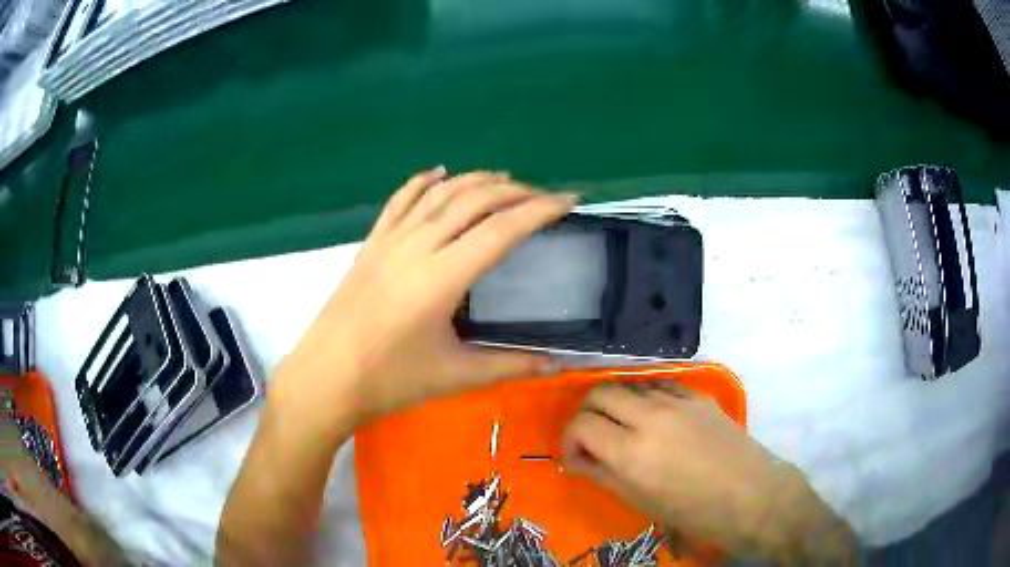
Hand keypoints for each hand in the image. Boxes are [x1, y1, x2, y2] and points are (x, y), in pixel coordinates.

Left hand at [276, 167, 575, 421]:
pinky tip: (438, 173)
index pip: (502, 229)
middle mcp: (417, 247)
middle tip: (542, 196)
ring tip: (504, 180)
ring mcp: (389, 241)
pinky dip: (422, 182)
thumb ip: (509, 366)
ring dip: (474, 181)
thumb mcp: (454, 376)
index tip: (568, 200)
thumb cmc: (389, 381)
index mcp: (442, 277)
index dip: (540, 210)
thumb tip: (555, 365)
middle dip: (514, 191)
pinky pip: (399, 201)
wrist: (325, 378)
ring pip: (438, 194)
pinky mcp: (370, 245)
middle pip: (473, 200)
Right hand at [562, 383, 856, 564]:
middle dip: (587, 413)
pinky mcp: (699, 395)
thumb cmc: (694, 511)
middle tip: (593, 437)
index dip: (569, 439)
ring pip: (630, 384)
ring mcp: (677, 401)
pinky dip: (646, 398)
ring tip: (623, 427)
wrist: (752, 495)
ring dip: (617, 404)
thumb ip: (603, 475)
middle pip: (600, 393)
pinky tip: (654, 417)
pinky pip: (661, 385)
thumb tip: (577, 460)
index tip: (576, 455)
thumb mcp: (641, 501)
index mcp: (631, 453)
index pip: (581, 425)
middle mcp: (649, 418)